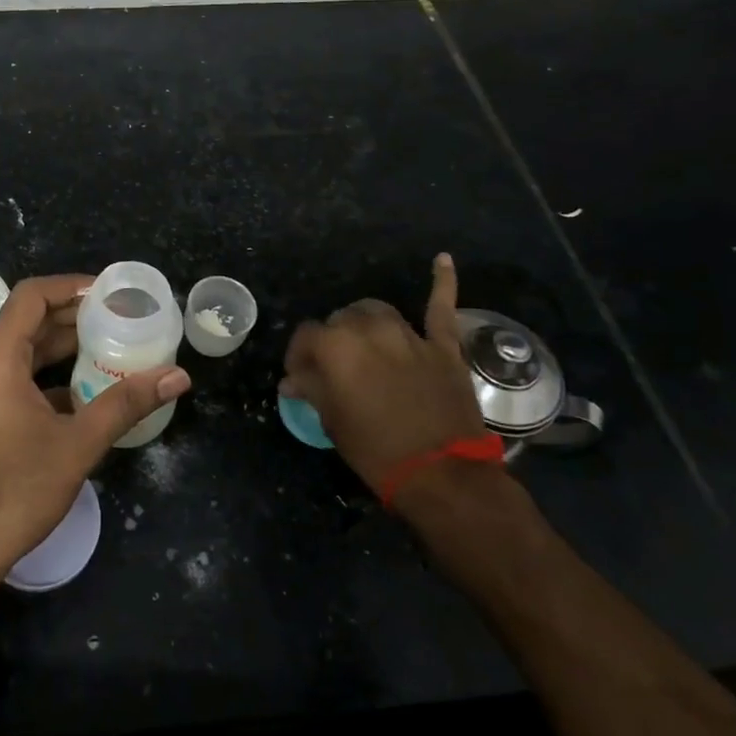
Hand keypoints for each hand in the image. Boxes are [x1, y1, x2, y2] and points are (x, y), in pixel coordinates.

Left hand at [0, 275, 191, 585]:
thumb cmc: (15, 492)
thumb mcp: (78, 445)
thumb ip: (127, 404)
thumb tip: (177, 376)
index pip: (31, 296)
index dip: (70, 286)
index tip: (107, 293)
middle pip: (24, 321)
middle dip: (70, 318)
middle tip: (115, 320)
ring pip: (15, 351)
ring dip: (56, 347)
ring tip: (104, 349)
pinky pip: (6, 377)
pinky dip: (40, 375)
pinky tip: (76, 393)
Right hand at [280, 254, 493, 515]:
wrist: (442, 475)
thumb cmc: (376, 450)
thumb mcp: (332, 422)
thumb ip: (311, 390)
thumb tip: (292, 380)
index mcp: (335, 346)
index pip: (306, 337)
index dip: (299, 356)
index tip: (299, 377)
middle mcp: (368, 330)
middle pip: (340, 320)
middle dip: (332, 341)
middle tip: (333, 370)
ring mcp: (408, 334)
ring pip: (376, 312)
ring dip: (364, 323)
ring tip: (363, 342)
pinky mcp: (442, 346)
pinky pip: (440, 307)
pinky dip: (442, 282)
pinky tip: (442, 260)